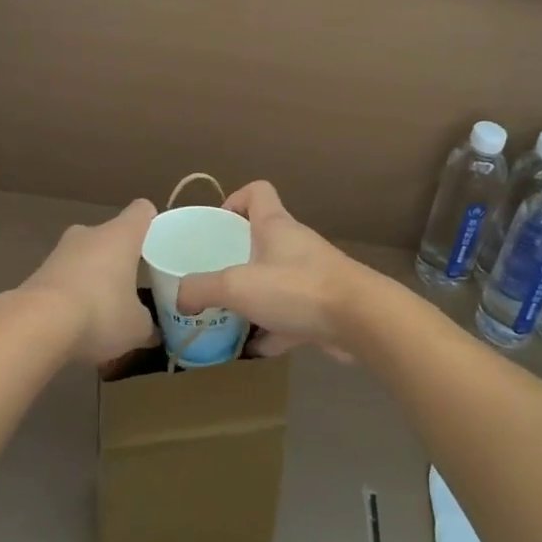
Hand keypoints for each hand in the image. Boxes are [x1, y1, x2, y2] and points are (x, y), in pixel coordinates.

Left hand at [15, 199, 159, 364]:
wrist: (36, 325)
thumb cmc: (100, 313)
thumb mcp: (137, 328)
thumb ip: (148, 325)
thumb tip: (153, 331)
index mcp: (121, 235)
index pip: (142, 211)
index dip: (152, 223)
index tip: (160, 245)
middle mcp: (90, 233)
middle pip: (112, 235)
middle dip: (122, 257)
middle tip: (134, 285)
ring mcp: (60, 251)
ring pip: (86, 256)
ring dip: (95, 276)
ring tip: (105, 310)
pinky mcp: (38, 272)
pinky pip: (65, 278)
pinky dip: (73, 293)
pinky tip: (77, 322)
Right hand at [176, 182, 365, 357]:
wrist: (361, 320)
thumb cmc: (296, 288)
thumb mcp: (237, 286)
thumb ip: (202, 289)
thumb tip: (181, 297)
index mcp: (275, 226)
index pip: (257, 192)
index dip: (235, 200)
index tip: (217, 224)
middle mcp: (294, 245)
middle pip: (263, 238)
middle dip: (236, 256)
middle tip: (212, 277)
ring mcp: (312, 276)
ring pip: (276, 279)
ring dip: (254, 296)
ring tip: (228, 315)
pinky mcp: (324, 307)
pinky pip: (291, 315)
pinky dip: (274, 330)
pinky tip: (256, 350)